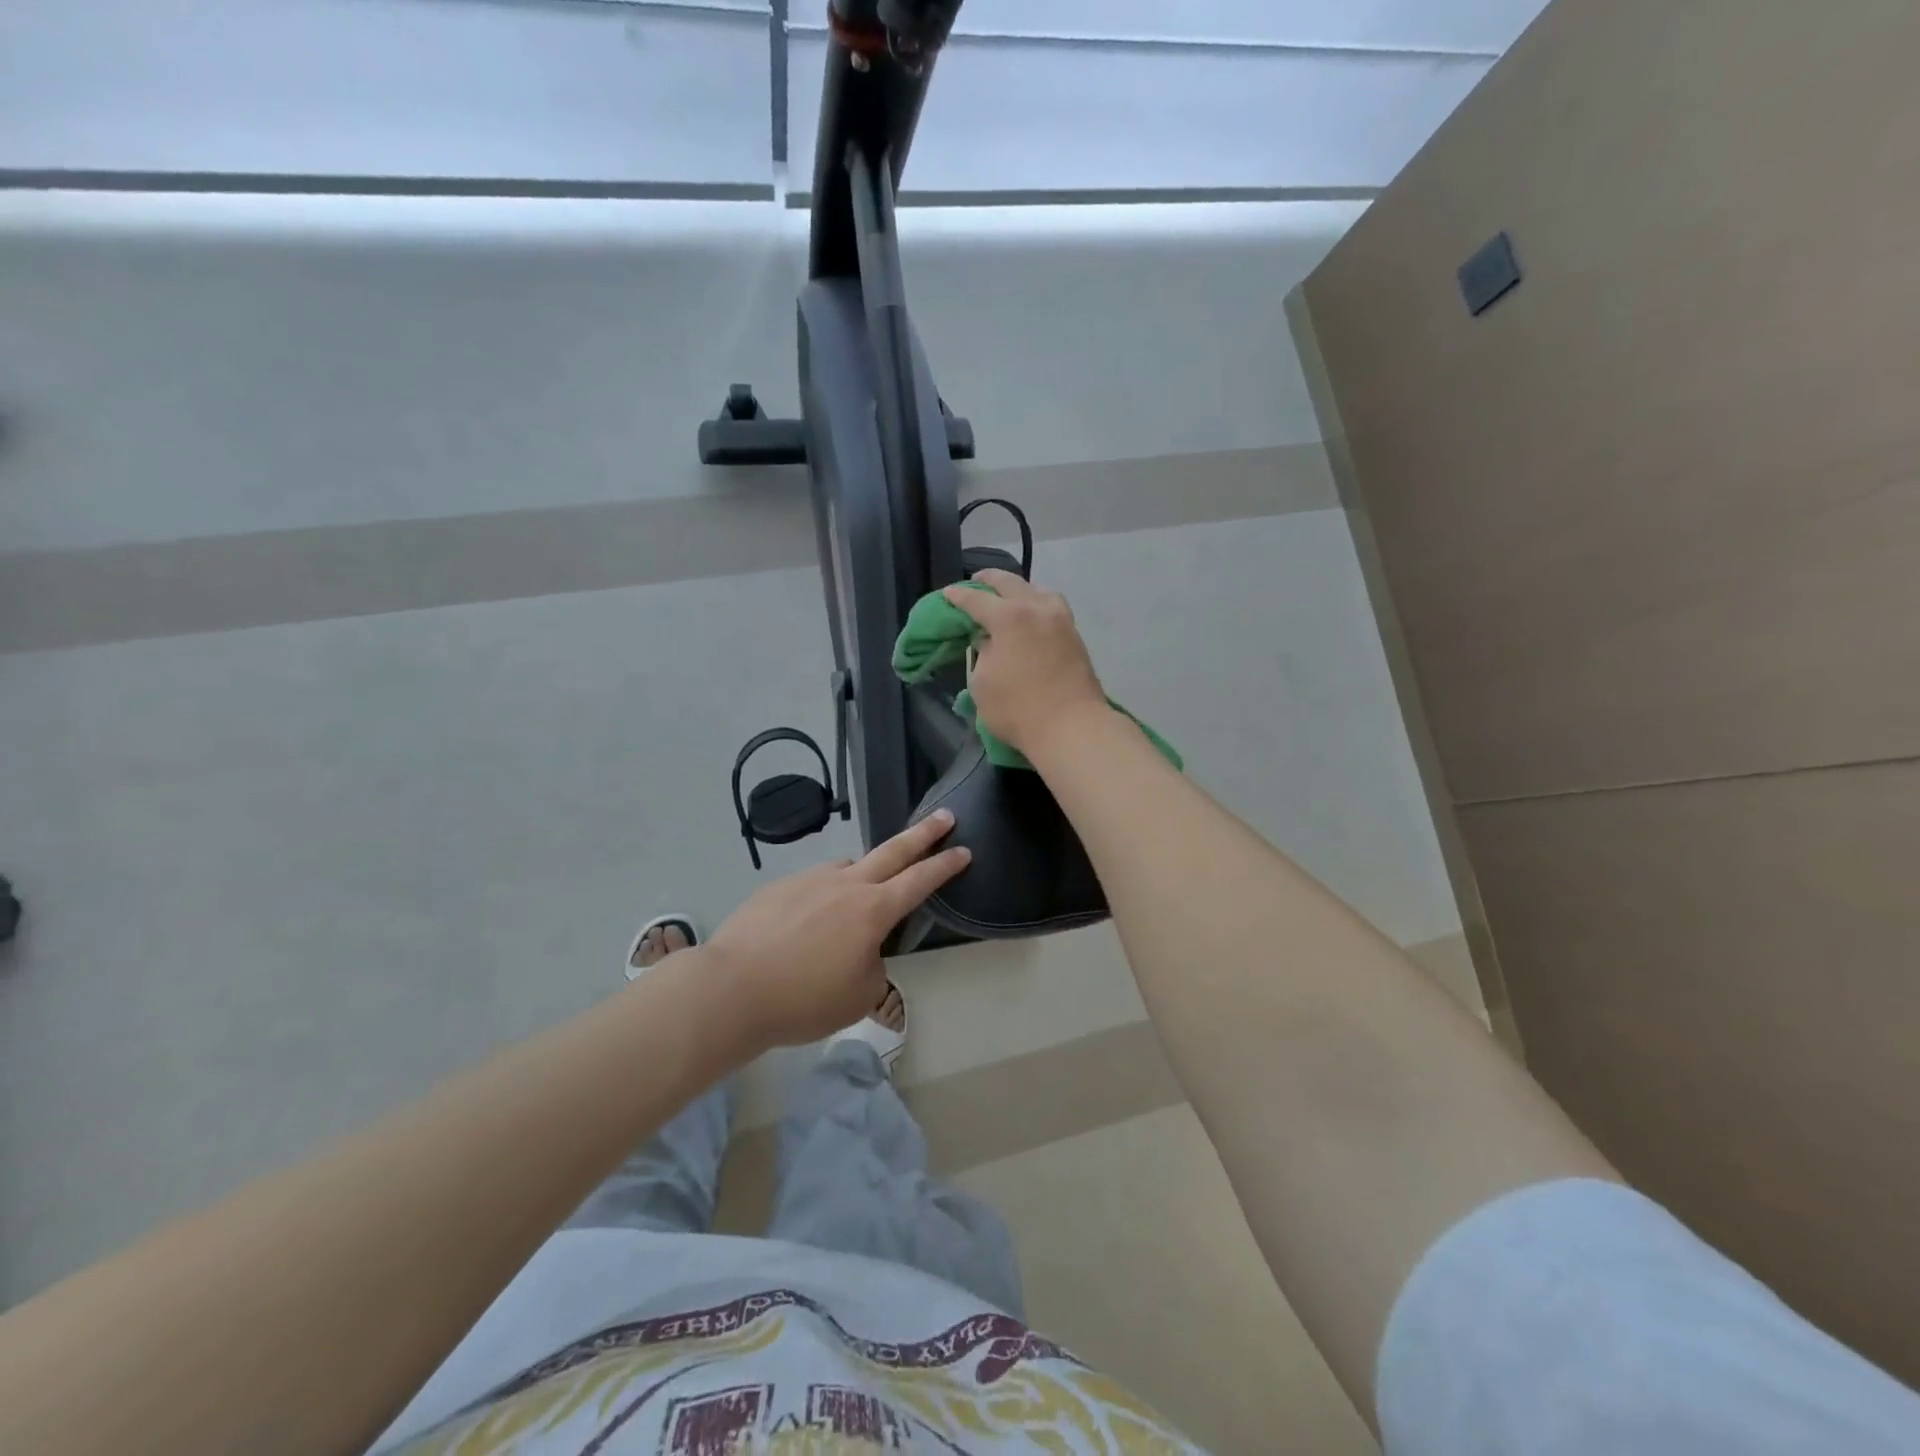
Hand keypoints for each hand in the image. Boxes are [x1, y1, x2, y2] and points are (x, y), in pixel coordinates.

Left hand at [706, 811, 969, 1050]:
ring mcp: (810, 880)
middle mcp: (846, 884)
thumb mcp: (859, 995)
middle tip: (944, 816)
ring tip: (856, 903)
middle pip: (893, 850)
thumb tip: (863, 949)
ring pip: (848, 868)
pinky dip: (823, 897)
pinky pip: (814, 884)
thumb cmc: (804, 999)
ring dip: (863, 875)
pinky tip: (807, 924)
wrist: (731, 989)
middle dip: (923, 833)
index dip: (946, 865)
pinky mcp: (779, 887)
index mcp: (873, 910)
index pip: (920, 880)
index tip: (964, 849)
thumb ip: (873, 965)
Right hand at [943, 569, 1108, 757]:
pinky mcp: (1075, 637)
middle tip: (976, 582)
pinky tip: (1031, 618)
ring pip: (1038, 592)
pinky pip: (1052, 609)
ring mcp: (1061, 621)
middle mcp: (1037, 609)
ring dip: (1020, 590)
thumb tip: (990, 642)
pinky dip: (1037, 606)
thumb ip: (982, 654)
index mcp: (1009, 617)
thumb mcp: (981, 683)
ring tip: (1008, 599)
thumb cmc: (1018, 709)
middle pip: (1010, 583)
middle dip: (990, 580)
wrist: (1071, 728)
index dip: (958, 596)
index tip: (948, 594)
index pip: (976, 599)